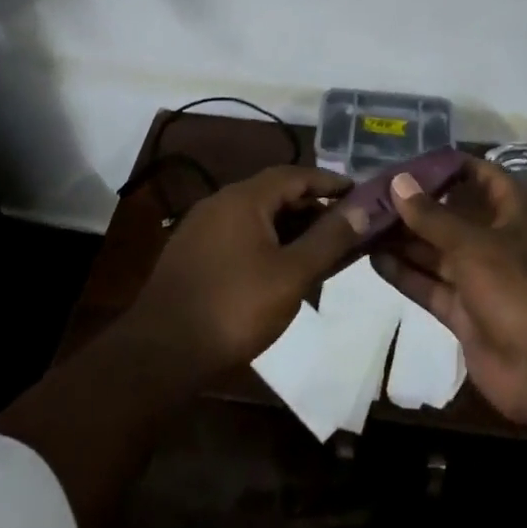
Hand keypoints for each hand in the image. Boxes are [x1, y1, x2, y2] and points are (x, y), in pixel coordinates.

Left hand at [126, 165, 360, 379]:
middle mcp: (221, 203)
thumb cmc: (235, 307)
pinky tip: (286, 270)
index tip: (361, 194)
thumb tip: (364, 207)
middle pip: (276, 194)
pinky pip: (242, 237)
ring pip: (259, 218)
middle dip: (314, 208)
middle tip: (349, 227)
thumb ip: (330, 238)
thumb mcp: (292, 273)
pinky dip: (270, 244)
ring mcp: (203, 229)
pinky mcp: (195, 255)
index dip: (330, 182)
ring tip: (325, 251)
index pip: (295, 174)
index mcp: (243, 198)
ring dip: (293, 229)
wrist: (162, 353)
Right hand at [371, 157, 526, 425]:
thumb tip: (398, 182)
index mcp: (510, 214)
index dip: (450, 166)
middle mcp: (494, 240)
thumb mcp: (471, 243)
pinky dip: (404, 273)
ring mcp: (477, 278)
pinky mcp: (462, 311)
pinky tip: (371, 259)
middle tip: (371, 193)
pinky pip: (428, 285)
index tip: (409, 161)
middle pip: (450, 215)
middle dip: (415, 206)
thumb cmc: (515, 286)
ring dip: (403, 239)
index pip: (481, 176)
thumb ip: (430, 215)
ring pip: (435, 251)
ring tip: (362, 222)